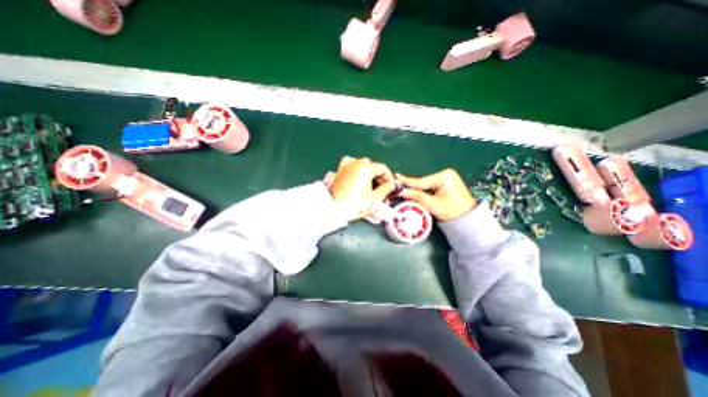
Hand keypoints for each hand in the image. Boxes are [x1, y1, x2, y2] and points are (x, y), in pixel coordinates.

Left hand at [328, 156, 395, 221]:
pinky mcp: (339, 171)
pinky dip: (357, 170)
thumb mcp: (374, 200)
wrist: (333, 209)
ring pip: (362, 165)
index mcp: (366, 168)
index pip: (382, 168)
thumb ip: (385, 190)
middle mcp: (355, 163)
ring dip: (368, 173)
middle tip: (382, 188)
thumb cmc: (353, 205)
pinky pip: (351, 166)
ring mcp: (346, 166)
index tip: (391, 186)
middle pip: (372, 166)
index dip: (389, 177)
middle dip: (379, 176)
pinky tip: (358, 178)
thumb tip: (390, 185)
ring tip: (370, 185)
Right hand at [396, 169, 478, 220]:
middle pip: (423, 182)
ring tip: (403, 190)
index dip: (408, 183)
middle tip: (397, 187)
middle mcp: (444, 174)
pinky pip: (430, 187)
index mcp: (444, 176)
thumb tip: (402, 192)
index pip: (422, 181)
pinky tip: (414, 192)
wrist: (467, 218)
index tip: (396, 178)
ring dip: (416, 190)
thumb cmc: (452, 211)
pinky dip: (423, 192)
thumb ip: (417, 196)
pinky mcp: (445, 183)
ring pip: (425, 185)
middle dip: (412, 187)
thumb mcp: (433, 204)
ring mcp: (445, 178)